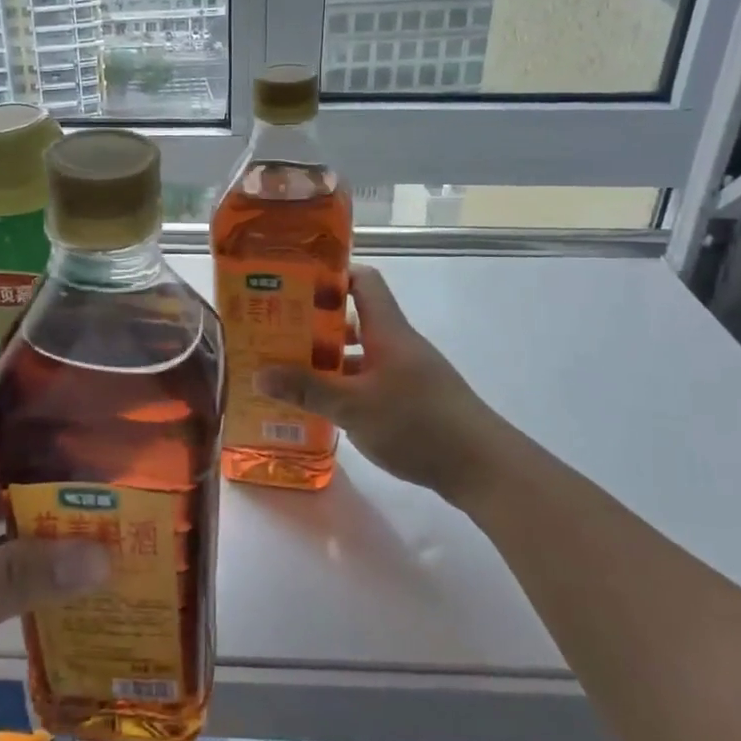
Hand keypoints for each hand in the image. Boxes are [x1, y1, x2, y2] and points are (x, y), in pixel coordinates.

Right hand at [255, 265, 503, 502]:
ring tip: (289, 369)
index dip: (331, 274)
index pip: (362, 281)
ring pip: (361, 353)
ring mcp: (407, 372)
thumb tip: (258, 375)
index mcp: (387, 330)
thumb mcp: (353, 407)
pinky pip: (370, 380)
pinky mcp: (412, 399)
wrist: (481, 466)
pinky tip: (323, 405)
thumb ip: (307, 389)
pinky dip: (346, 385)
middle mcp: (398, 343)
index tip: (294, 281)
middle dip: (316, 322)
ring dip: (329, 358)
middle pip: (355, 317)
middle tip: (277, 330)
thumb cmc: (416, 423)